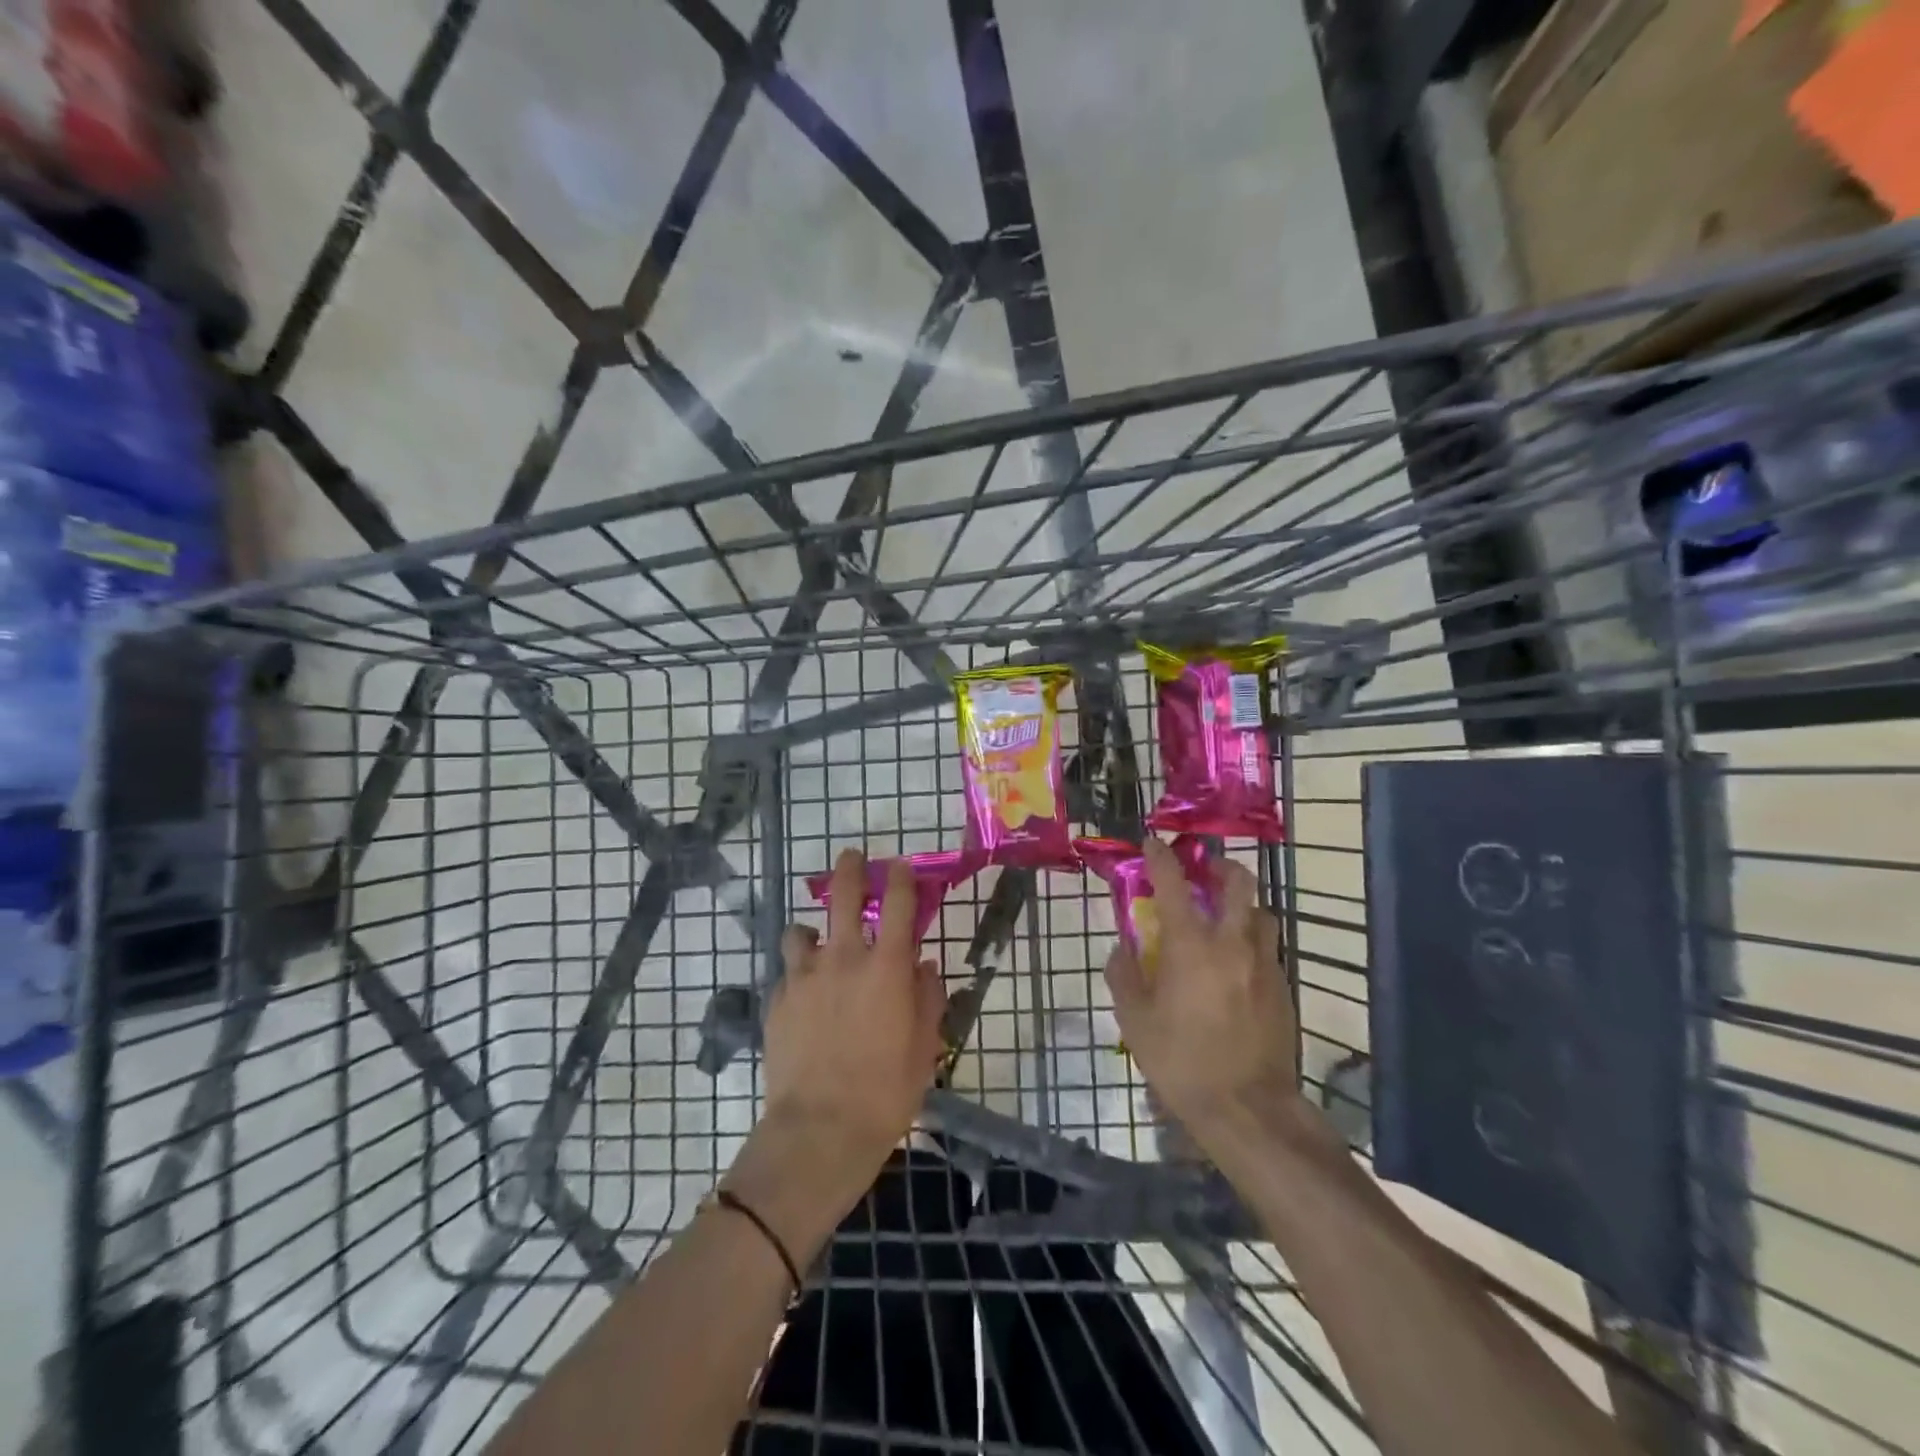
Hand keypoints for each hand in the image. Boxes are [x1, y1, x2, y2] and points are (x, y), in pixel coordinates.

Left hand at [744, 849, 945, 1221]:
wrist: (820, 1130)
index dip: (902, 878)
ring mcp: (804, 978)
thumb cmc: (886, 1090)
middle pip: (844, 896)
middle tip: (852, 857)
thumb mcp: (924, 1047)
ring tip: (817, 941)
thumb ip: (927, 999)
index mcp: (886, 967)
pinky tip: (803, 997)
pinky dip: (797, 975)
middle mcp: (844, 959)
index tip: (901, 866)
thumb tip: (923, 967)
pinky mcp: (777, 1001)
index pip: (898, 904)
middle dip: (851, 869)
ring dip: (813, 930)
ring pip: (801, 931)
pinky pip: (787, 974)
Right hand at [1105, 837, 1297, 1144]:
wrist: (1248, 1109)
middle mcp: (1232, 943)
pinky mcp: (1282, 988)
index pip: (1174, 883)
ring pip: (1260, 913)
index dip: (1161, 857)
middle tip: (1204, 872)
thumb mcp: (1135, 1021)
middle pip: (1238, 882)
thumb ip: (1124, 976)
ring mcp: (1263, 964)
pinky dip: (1250, 941)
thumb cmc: (1182, 1061)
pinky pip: (1267, 948)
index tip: (1153, 844)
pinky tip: (1235, 966)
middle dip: (1220, 866)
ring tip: (1223, 919)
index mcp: (1191, 946)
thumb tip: (1122, 949)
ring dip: (1241, 905)